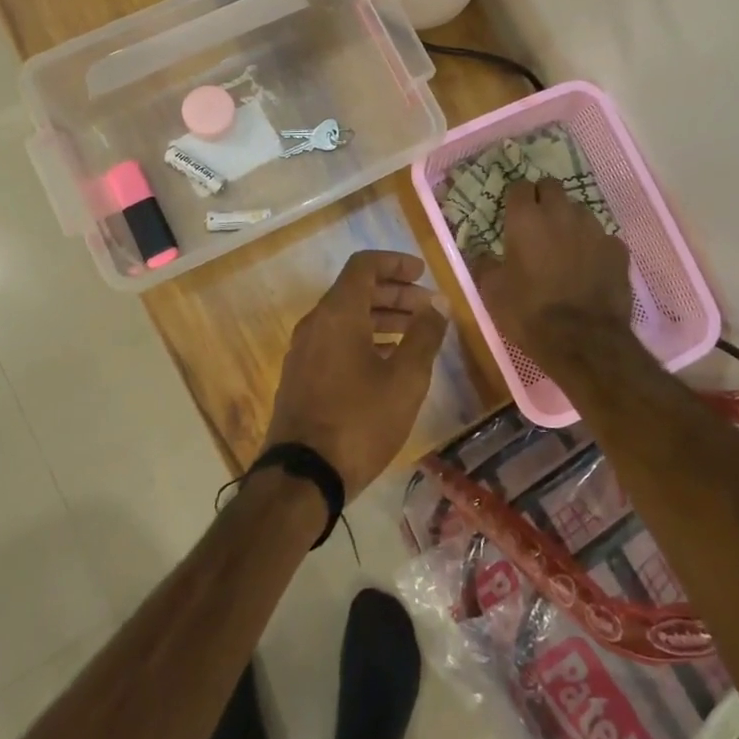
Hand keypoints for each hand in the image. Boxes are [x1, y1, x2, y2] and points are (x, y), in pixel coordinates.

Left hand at [263, 250, 450, 499]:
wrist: (303, 475)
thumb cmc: (360, 421)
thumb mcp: (405, 379)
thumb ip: (424, 336)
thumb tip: (438, 304)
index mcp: (338, 313)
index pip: (364, 266)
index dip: (395, 263)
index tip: (423, 273)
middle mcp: (315, 323)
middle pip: (356, 290)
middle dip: (394, 293)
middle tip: (428, 308)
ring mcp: (303, 350)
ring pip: (345, 318)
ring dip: (381, 318)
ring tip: (415, 334)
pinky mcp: (301, 375)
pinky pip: (335, 341)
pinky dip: (363, 339)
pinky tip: (387, 362)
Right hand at [472, 180, 632, 373]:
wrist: (584, 341)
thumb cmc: (529, 313)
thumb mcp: (492, 292)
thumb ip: (485, 264)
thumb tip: (482, 253)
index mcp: (526, 219)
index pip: (519, 187)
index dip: (515, 199)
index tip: (512, 214)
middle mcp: (561, 213)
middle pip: (551, 187)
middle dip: (543, 199)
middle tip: (536, 225)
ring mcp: (594, 228)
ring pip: (578, 210)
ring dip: (569, 222)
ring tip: (564, 247)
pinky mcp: (617, 249)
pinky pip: (602, 238)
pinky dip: (594, 247)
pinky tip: (589, 267)